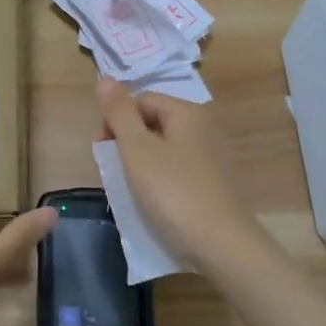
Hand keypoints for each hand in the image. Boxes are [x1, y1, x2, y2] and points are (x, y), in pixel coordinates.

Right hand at [96, 78, 265, 273]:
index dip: (116, 120)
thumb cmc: (174, 193)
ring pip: (164, 150)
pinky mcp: (215, 184)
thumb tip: (105, 78)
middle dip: (127, 143)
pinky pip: (178, 171)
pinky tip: (153, 203)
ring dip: (141, 165)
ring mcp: (213, 157)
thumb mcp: (138, 150)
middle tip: (114, 173)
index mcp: (188, 112)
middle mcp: (205, 127)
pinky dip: (161, 181)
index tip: (103, 152)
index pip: (141, 100)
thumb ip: (119, 113)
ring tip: (130, 191)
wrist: (223, 247)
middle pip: (153, 123)